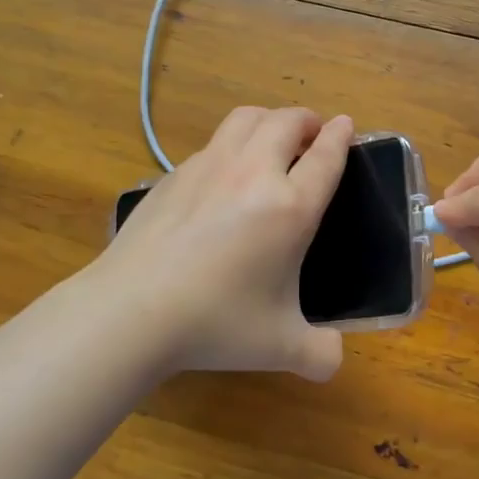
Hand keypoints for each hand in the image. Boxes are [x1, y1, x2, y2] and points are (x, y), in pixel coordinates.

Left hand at [96, 107, 353, 380]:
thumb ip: (319, 353)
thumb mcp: (280, 347)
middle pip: (287, 122)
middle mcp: (253, 173)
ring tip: (273, 138)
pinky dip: (232, 145)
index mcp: (290, 207)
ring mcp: (209, 167)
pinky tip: (224, 175)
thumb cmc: (216, 323)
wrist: (132, 310)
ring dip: (269, 120)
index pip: (326, 156)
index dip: (341, 136)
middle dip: (307, 120)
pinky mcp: (174, 174)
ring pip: (246, 119)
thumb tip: (333, 359)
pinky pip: (213, 144)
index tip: (347, 124)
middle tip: (313, 134)